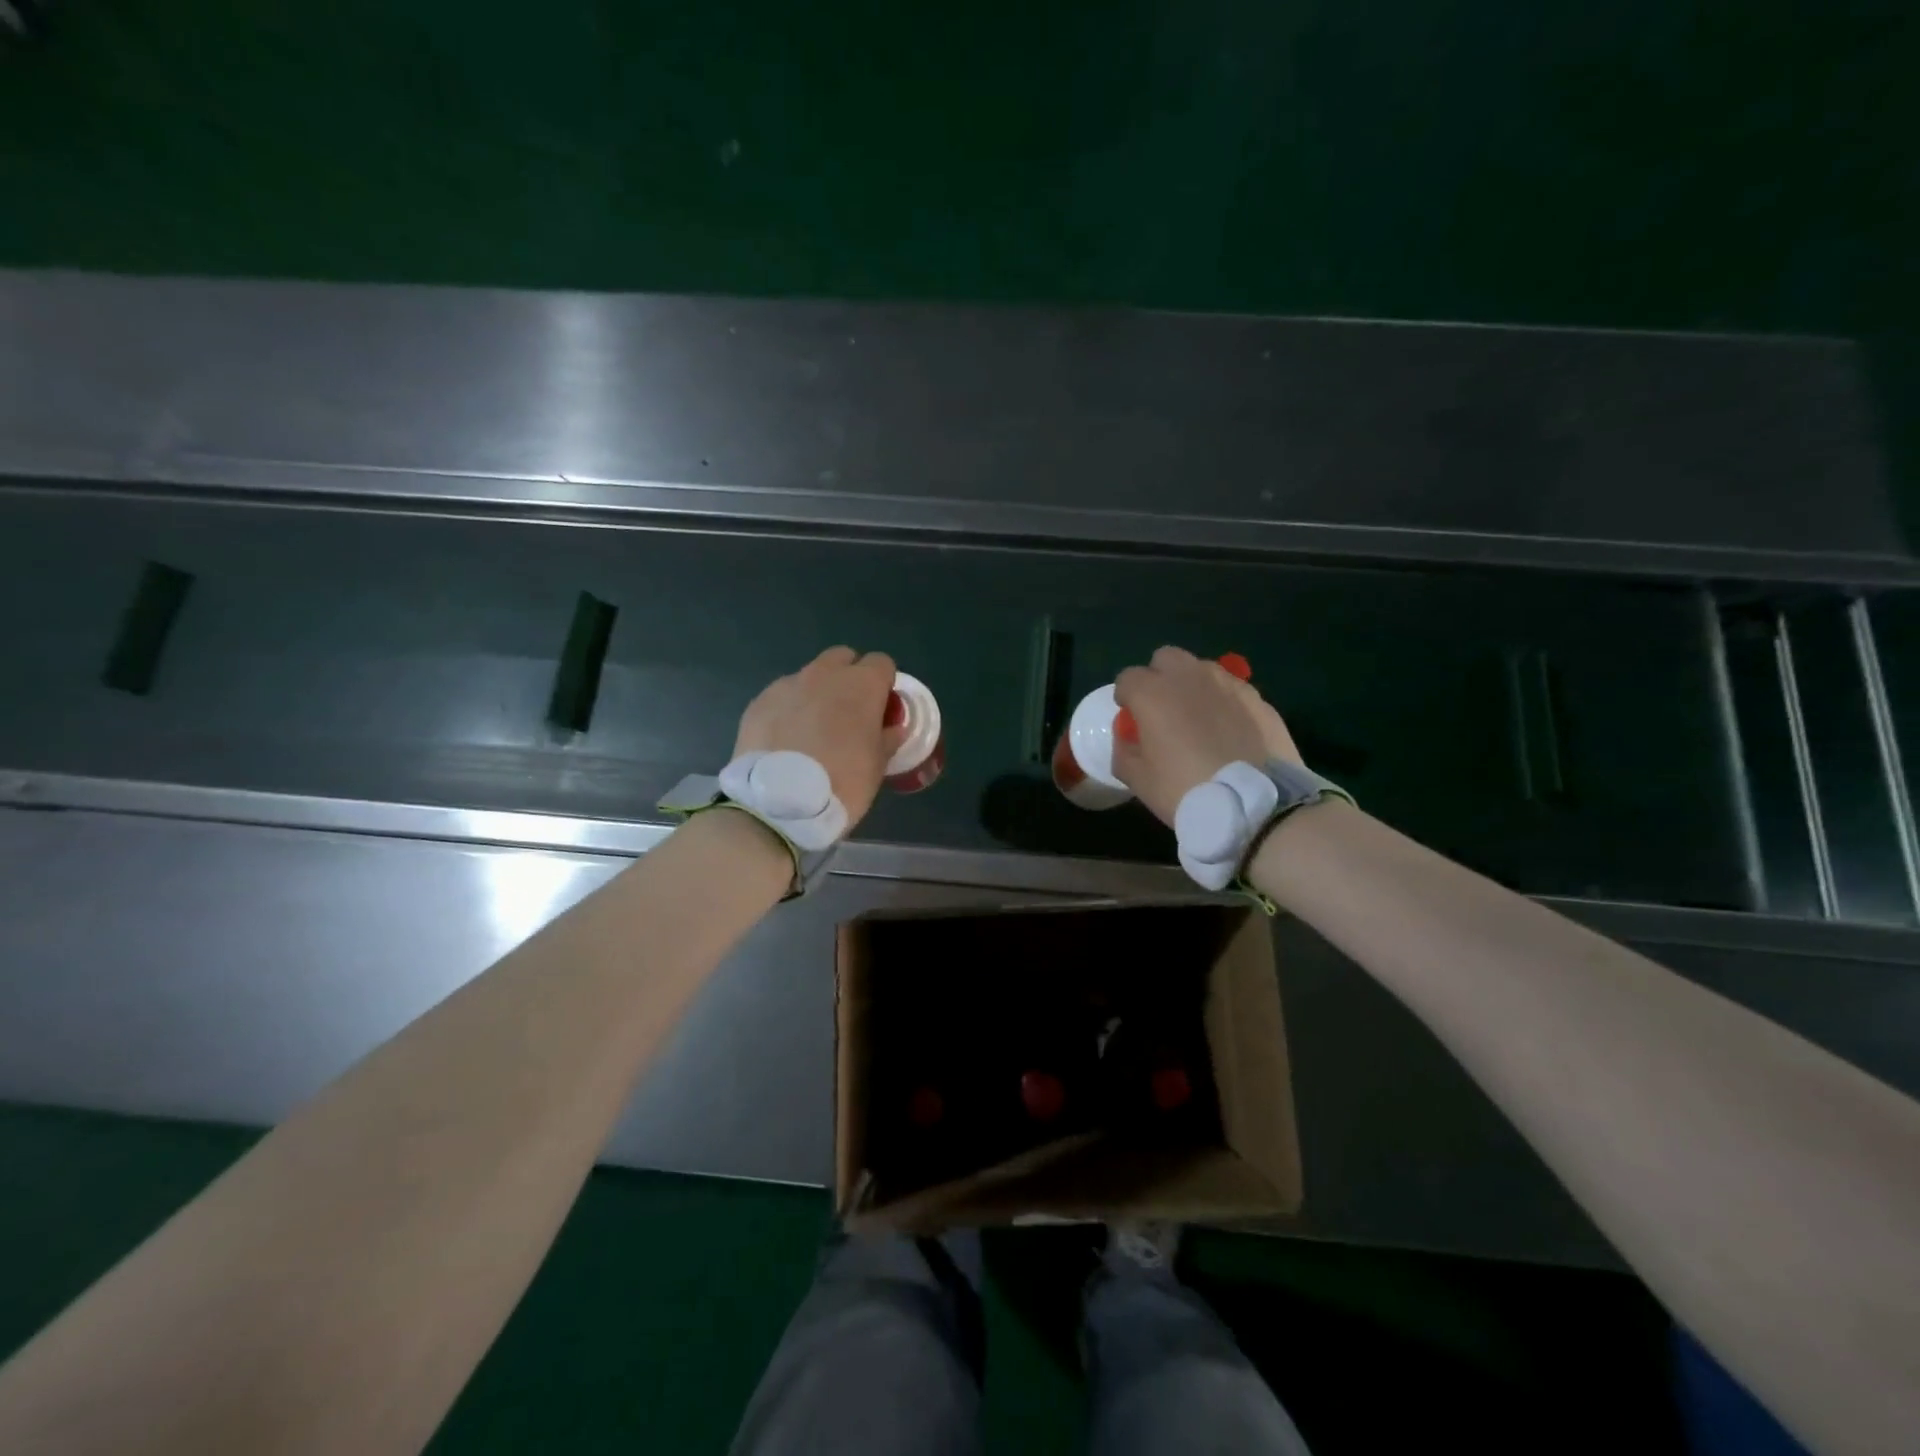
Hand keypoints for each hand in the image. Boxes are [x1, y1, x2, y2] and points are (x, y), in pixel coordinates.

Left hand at [733, 647, 907, 829]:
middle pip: (843, 658)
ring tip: (812, 731)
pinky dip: (789, 710)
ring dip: (817, 693)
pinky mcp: (759, 701)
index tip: (881, 709)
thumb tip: (892, 727)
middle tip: (848, 714)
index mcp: (861, 684)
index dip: (884, 684)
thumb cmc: (842, 782)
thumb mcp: (878, 766)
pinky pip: (782, 696)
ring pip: (810, 676)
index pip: (882, 663)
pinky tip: (787, 740)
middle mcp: (824, 674)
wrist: (778, 803)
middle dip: (849, 677)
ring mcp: (788, 685)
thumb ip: (888, 738)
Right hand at [1111, 646, 1302, 826]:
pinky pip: (1232, 689)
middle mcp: (1190, 677)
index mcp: (1154, 694)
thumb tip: (1128, 739)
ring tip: (1199, 718)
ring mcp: (1228, 684)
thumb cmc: (1185, 791)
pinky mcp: (1258, 698)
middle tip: (1163, 710)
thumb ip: (1124, 752)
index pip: (1127, 677)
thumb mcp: (1139, 781)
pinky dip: (1224, 702)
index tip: (1132, 718)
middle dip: (1159, 677)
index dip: (1125, 697)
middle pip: (1166, 658)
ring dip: (1193, 685)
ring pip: (1202, 669)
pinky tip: (1230, 731)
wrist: (1255, 805)